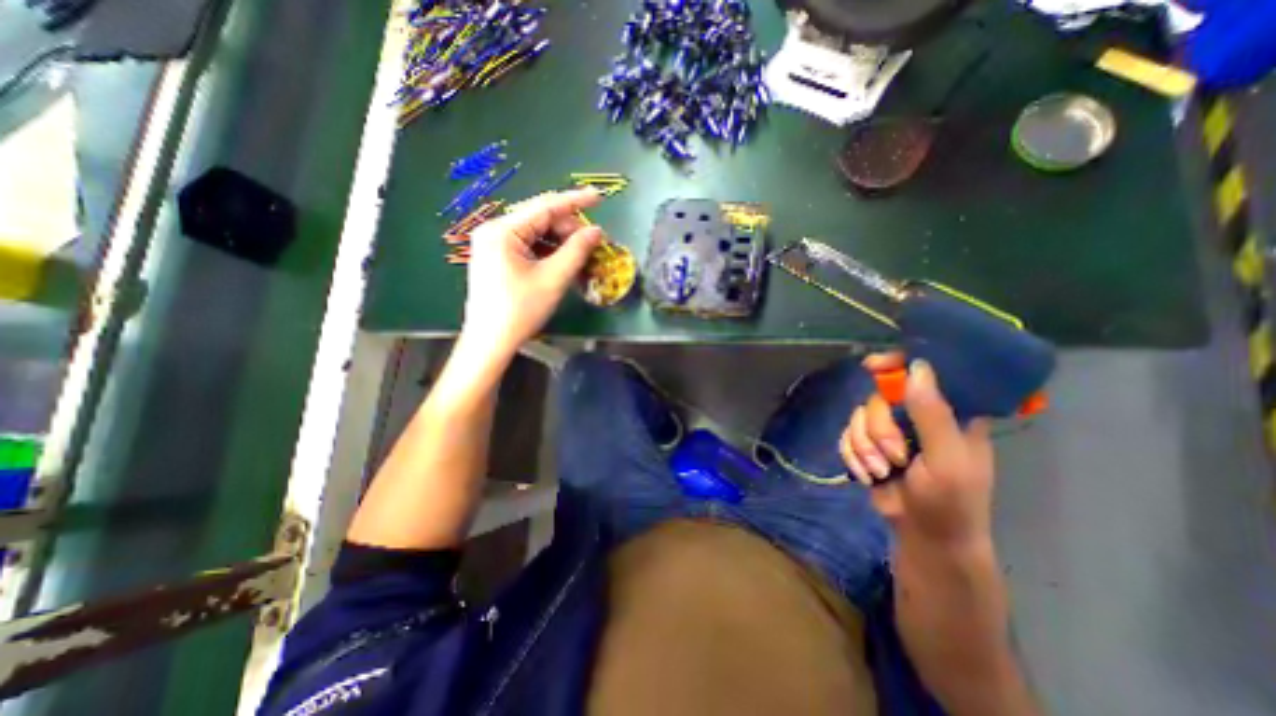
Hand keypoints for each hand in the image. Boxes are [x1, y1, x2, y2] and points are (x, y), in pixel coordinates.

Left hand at [465, 188, 605, 359]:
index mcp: (503, 230)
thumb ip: (577, 250)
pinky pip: (528, 246)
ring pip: (535, 233)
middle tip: (593, 243)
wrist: (490, 341)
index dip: (575, 201)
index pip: (545, 206)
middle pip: (539, 219)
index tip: (599, 196)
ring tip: (582, 255)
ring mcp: (493, 244)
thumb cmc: (520, 310)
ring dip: (560, 242)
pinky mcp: (497, 257)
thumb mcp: (553, 279)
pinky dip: (548, 252)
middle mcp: (494, 230)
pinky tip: (564, 262)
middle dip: (569, 229)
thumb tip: (596, 231)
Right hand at [844, 353, 1001, 548]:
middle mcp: (914, 416)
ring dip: (864, 448)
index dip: (897, 364)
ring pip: (858, 417)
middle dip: (878, 430)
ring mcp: (889, 430)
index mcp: (947, 413)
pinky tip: (867, 475)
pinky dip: (852, 456)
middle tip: (894, 457)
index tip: (873, 366)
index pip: (922, 374)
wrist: (924, 537)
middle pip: (878, 398)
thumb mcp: (947, 460)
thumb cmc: (951, 502)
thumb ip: (932, 415)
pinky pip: (846, 435)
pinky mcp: (867, 445)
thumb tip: (916, 367)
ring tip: (881, 472)